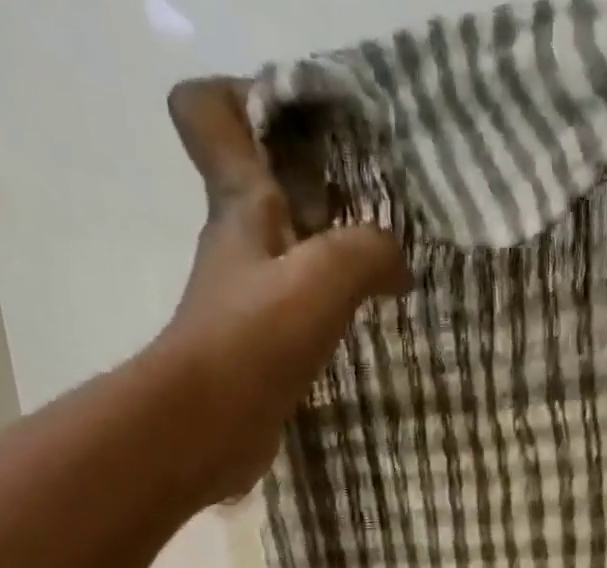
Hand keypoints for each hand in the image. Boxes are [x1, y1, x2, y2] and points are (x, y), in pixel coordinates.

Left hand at [155, 78, 410, 505]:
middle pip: (267, 189)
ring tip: (384, 273)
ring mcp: (245, 303)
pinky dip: (328, 315)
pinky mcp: (258, 352)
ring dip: (331, 259)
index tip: (310, 127)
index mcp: (241, 205)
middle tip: (376, 206)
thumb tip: (398, 264)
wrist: (208, 427)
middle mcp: (237, 246)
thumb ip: (369, 253)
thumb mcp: (324, 277)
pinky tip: (362, 330)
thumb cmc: (255, 340)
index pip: (211, 114)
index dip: (250, 100)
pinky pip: (298, 314)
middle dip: (318, 187)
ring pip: (288, 256)